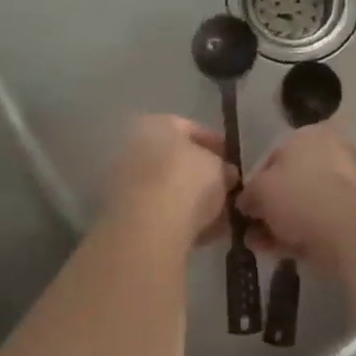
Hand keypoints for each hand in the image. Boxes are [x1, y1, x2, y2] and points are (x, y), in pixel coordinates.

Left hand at [102, 115, 229, 249]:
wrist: (148, 227)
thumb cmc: (187, 182)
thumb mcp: (219, 168)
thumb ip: (223, 168)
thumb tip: (227, 174)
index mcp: (156, 124)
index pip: (191, 128)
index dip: (216, 144)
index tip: (232, 161)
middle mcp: (134, 146)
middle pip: (175, 159)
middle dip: (201, 174)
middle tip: (225, 188)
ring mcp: (125, 181)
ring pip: (167, 187)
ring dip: (191, 199)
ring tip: (218, 215)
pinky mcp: (123, 214)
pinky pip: (159, 211)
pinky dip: (179, 218)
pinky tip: (202, 232)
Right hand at [238, 124, 355, 273]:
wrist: (349, 230)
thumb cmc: (299, 195)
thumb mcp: (260, 190)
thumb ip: (249, 195)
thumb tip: (247, 203)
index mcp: (310, 135)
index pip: (275, 156)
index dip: (257, 182)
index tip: (247, 206)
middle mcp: (334, 151)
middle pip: (294, 181)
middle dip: (271, 208)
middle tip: (254, 231)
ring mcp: (351, 183)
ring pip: (308, 204)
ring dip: (284, 225)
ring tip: (263, 247)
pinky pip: (324, 222)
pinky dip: (304, 235)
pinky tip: (284, 254)